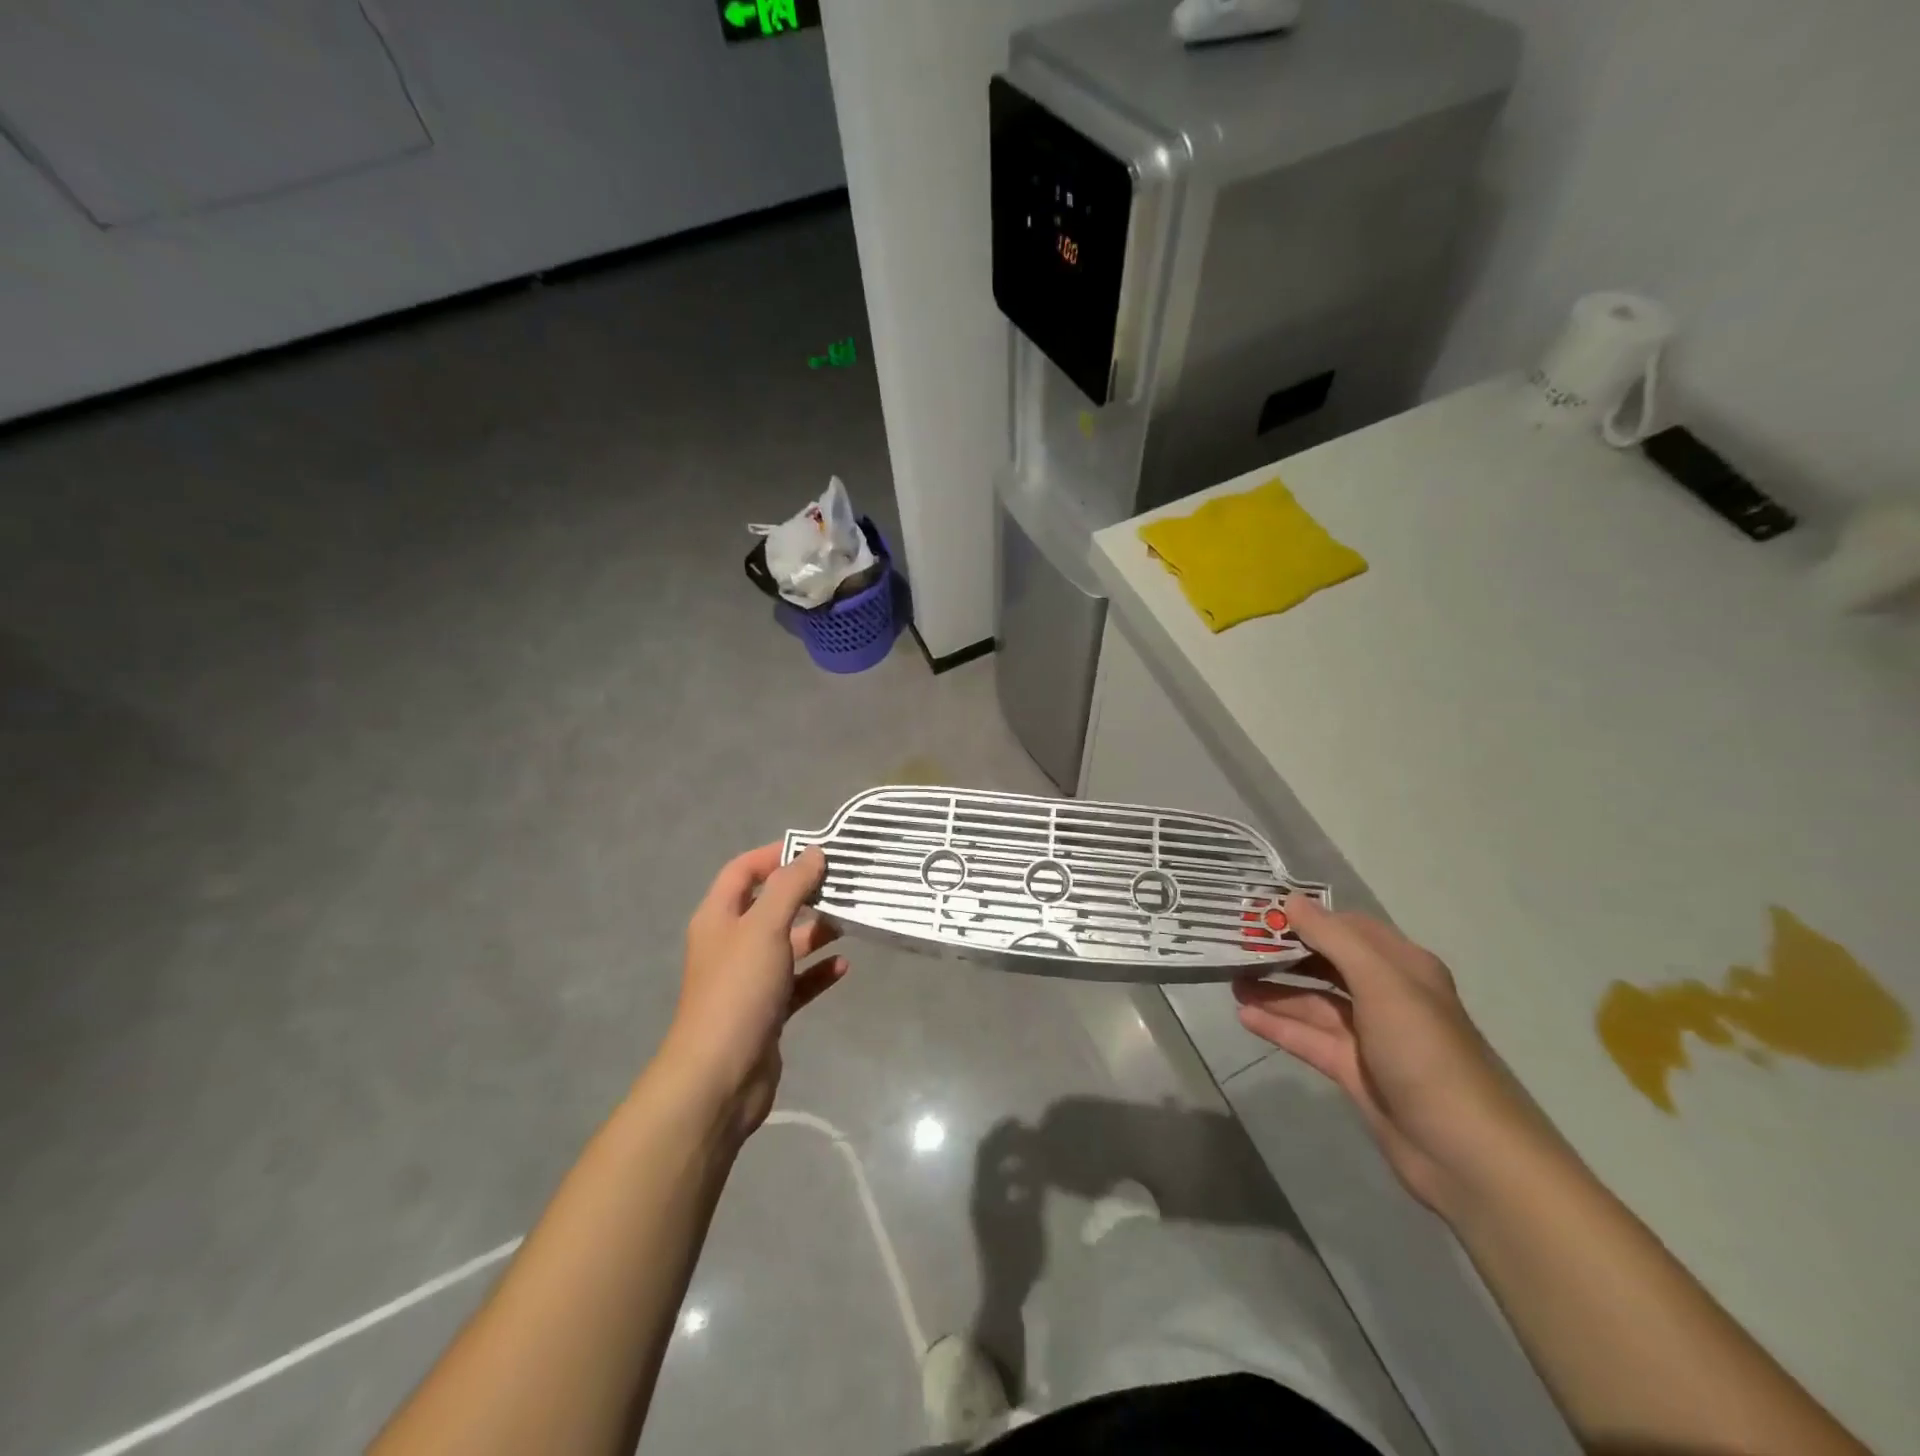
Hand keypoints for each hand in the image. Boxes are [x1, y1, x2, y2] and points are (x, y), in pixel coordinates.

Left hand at [658, 845, 846, 1140]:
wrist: (720, 1075)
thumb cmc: (739, 990)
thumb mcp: (765, 927)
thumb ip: (790, 887)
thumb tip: (813, 853)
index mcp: (719, 917)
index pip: (742, 871)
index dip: (774, 855)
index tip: (814, 850)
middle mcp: (730, 944)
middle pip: (768, 906)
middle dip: (803, 894)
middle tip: (842, 884)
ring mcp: (748, 979)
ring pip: (785, 944)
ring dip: (815, 933)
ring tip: (850, 922)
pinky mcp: (766, 1011)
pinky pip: (796, 982)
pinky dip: (817, 972)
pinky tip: (843, 967)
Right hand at [1233, 896, 1560, 1215]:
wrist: (1467, 1154)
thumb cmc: (1426, 1053)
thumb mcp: (1381, 983)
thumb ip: (1333, 939)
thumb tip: (1290, 901)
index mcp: (1402, 967)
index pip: (1346, 928)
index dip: (1305, 917)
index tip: (1259, 911)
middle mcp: (1387, 995)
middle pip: (1327, 963)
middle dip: (1284, 953)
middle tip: (1236, 945)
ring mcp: (1370, 1036)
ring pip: (1313, 1001)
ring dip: (1274, 989)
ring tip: (1229, 980)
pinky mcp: (1354, 1071)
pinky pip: (1309, 1038)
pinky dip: (1279, 1025)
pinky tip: (1244, 1015)